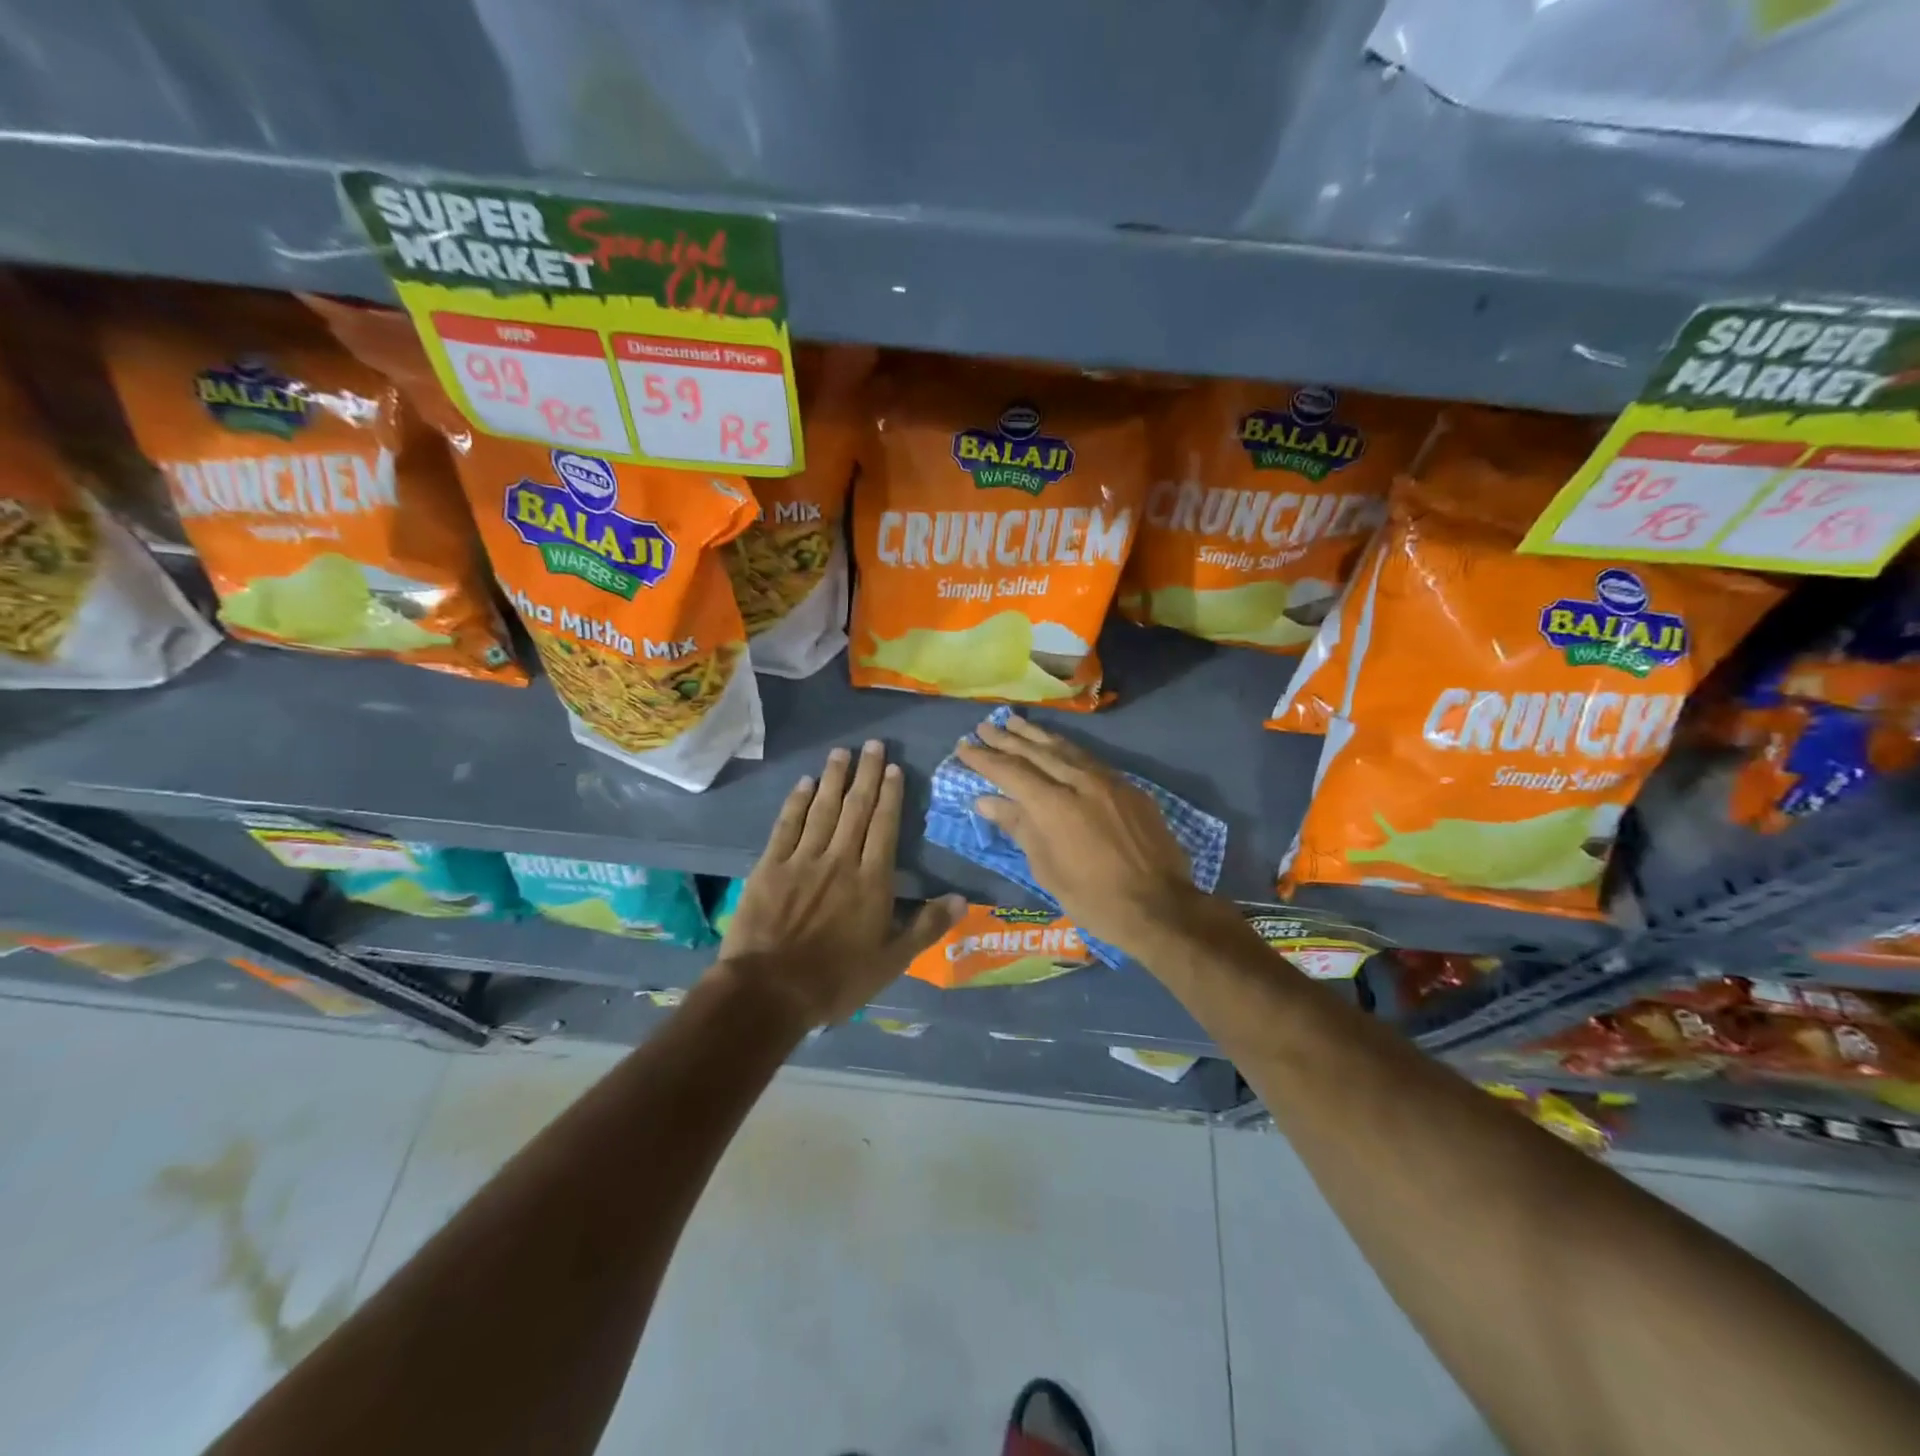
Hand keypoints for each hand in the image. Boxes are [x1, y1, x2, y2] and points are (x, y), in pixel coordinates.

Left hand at [716, 740, 963, 1026]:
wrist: (771, 990)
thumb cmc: (837, 980)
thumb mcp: (892, 961)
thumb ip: (927, 926)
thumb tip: (962, 898)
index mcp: (872, 880)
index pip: (885, 827)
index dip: (890, 795)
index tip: (892, 768)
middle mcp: (840, 860)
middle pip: (857, 809)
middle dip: (866, 774)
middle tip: (872, 744)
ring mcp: (803, 860)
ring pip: (823, 809)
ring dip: (834, 779)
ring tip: (841, 752)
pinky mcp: (770, 867)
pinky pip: (787, 826)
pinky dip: (797, 802)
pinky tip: (803, 784)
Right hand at [955, 715, 1207, 957]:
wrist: (1160, 906)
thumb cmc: (1094, 899)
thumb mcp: (1047, 869)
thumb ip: (1019, 827)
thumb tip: (987, 801)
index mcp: (1054, 805)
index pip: (1011, 771)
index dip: (984, 758)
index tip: (963, 747)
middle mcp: (1079, 782)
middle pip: (1036, 752)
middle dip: (1007, 738)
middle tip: (983, 726)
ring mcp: (1108, 781)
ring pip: (1066, 749)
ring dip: (1036, 735)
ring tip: (1014, 722)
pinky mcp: (1129, 787)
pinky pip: (1090, 759)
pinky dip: (1067, 749)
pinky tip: (1058, 746)